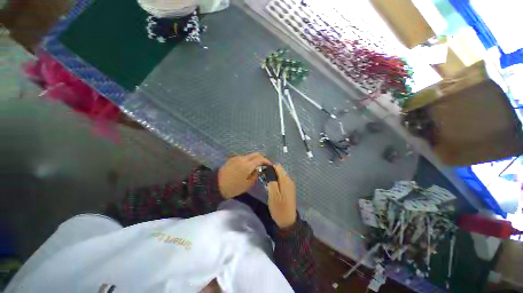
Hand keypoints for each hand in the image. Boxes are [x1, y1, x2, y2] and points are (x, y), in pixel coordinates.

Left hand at [218, 153, 271, 198]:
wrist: (217, 185)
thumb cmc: (234, 187)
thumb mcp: (248, 184)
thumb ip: (256, 175)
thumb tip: (259, 170)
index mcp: (248, 165)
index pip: (260, 159)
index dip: (267, 161)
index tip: (270, 165)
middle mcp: (243, 158)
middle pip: (255, 154)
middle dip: (261, 158)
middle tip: (264, 164)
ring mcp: (237, 157)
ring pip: (249, 155)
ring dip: (254, 159)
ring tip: (255, 167)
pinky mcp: (232, 159)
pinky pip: (243, 157)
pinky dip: (247, 160)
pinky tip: (246, 167)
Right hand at [267, 165, 296, 228]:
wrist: (288, 220)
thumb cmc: (279, 208)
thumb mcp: (273, 194)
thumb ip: (272, 180)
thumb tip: (270, 170)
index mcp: (285, 181)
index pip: (278, 167)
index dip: (270, 168)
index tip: (264, 174)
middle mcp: (289, 180)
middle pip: (280, 170)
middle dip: (272, 172)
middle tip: (265, 180)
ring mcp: (290, 185)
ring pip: (281, 175)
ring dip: (274, 177)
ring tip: (268, 184)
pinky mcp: (290, 189)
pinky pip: (282, 180)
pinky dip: (277, 181)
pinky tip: (273, 188)